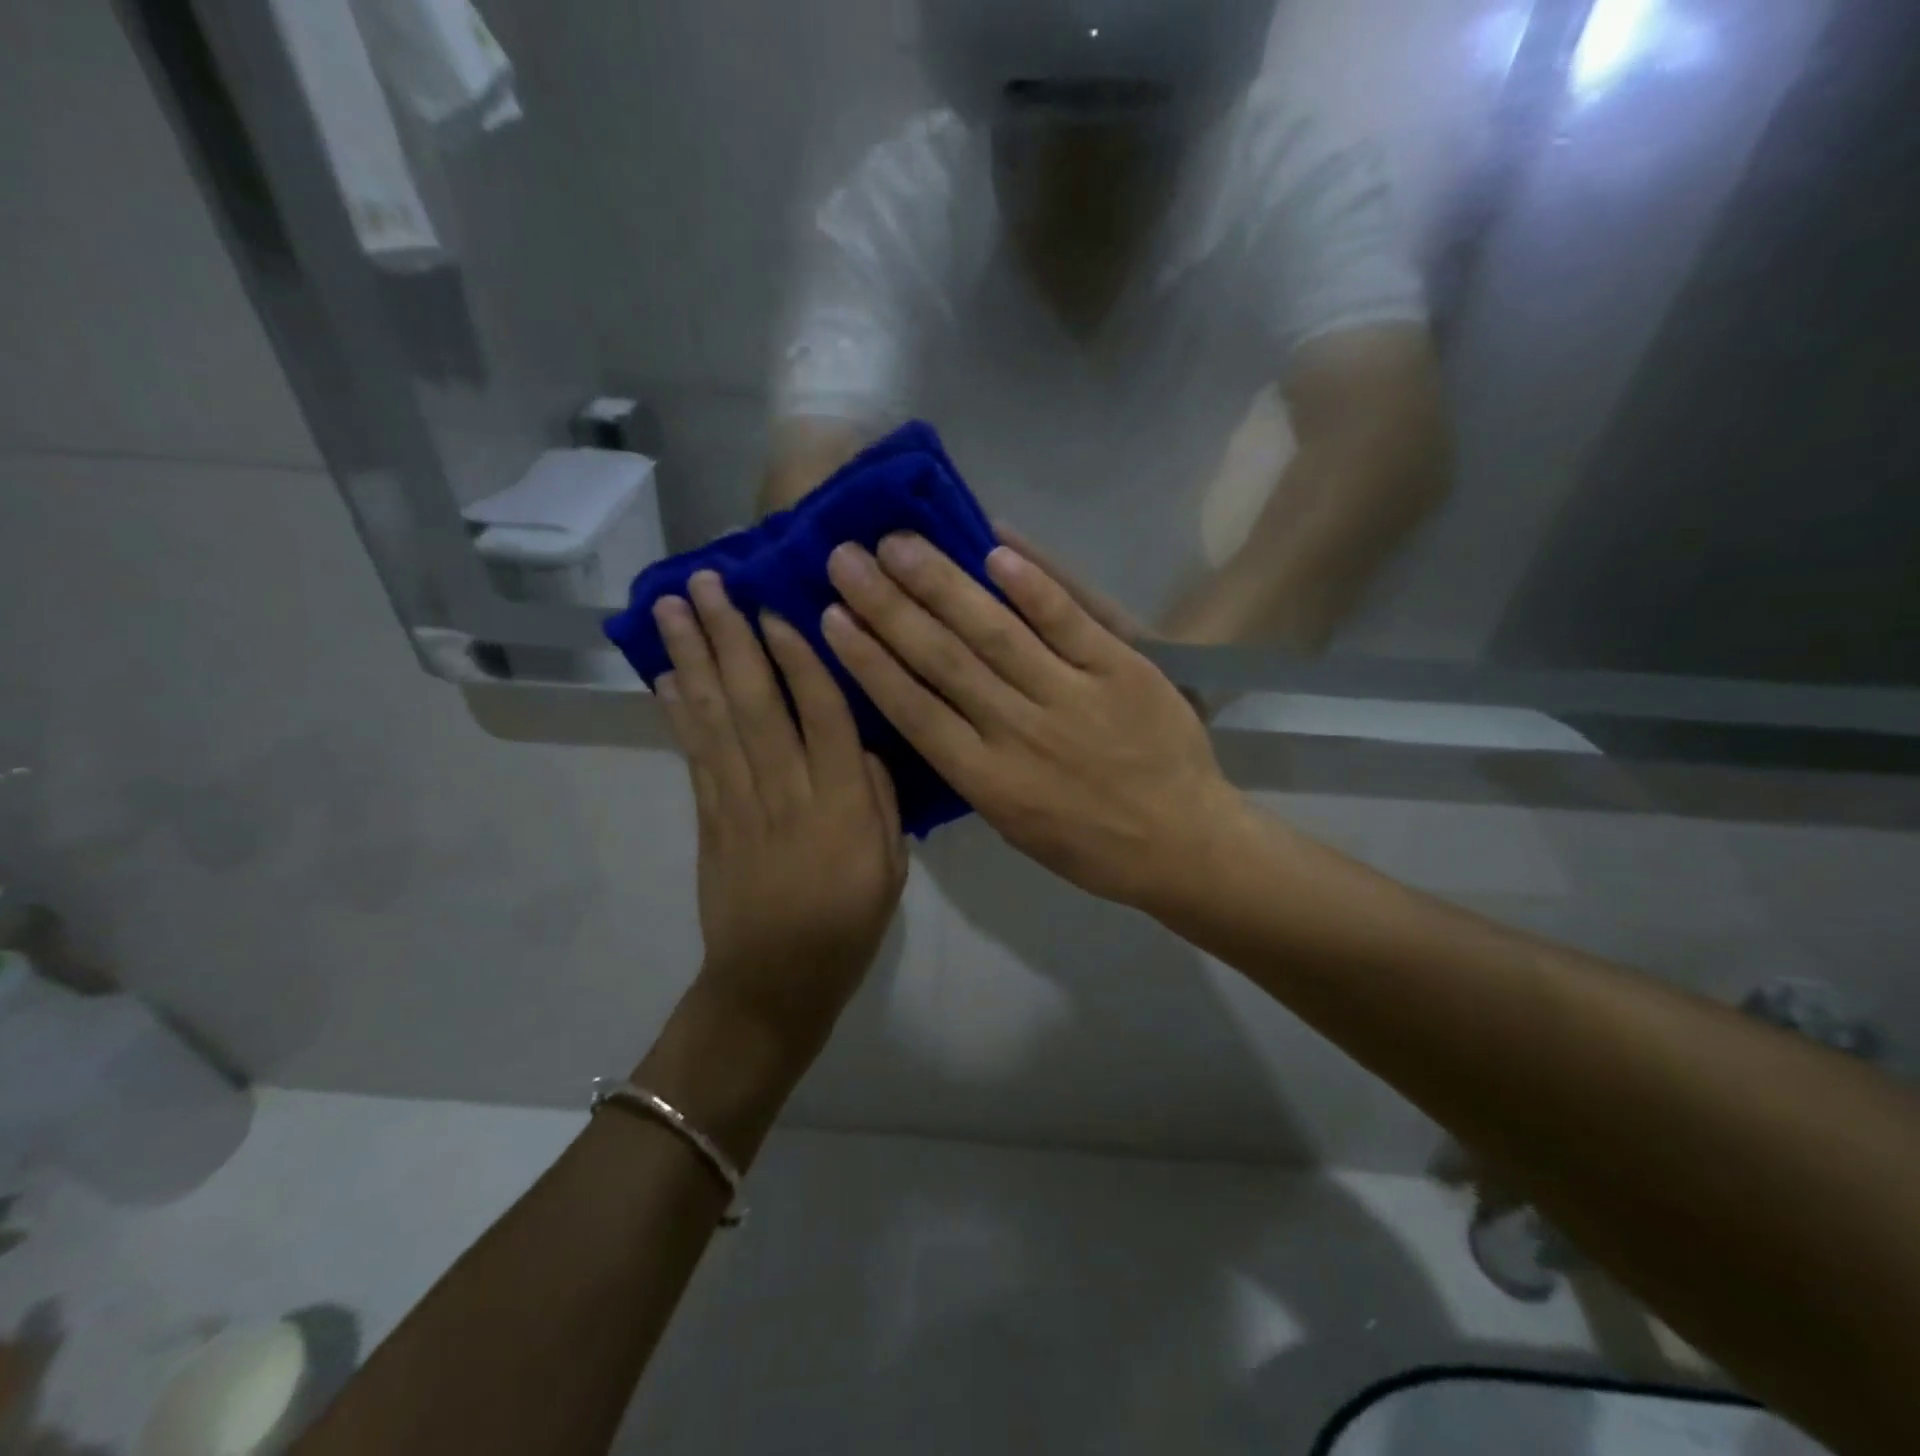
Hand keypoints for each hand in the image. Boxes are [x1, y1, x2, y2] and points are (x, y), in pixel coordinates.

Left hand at [654, 572, 906, 1050]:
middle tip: (707, 580)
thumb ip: (879, 798)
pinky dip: (679, 711)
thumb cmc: (847, 925)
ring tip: (674, 607)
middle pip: (757, 701)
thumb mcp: (892, 866)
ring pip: (717, 718)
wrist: (773, 983)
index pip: (823, 713)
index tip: (778, 604)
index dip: (800, 656)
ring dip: (694, 658)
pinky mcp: (709, 819)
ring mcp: (739, 802)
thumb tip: (861, 740)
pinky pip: (694, 755)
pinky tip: (667, 674)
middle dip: (730, 636)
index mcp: (841, 804)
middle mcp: (786, 791)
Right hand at [820, 535, 1252, 911]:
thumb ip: (970, 766)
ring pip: (995, 633)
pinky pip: (1070, 622)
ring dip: (942, 584)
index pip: (913, 710)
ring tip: (900, 543)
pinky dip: (1033, 585)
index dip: (869, 660)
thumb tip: (928, 709)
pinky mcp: (1122, 672)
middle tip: (847, 558)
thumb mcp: (1014, 824)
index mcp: (987, 780)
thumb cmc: (1090, 846)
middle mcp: (1019, 733)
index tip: (832, 616)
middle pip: (942, 660)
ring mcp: (1071, 697)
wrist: (1183, 845)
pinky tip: (995, 548)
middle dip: (888, 607)